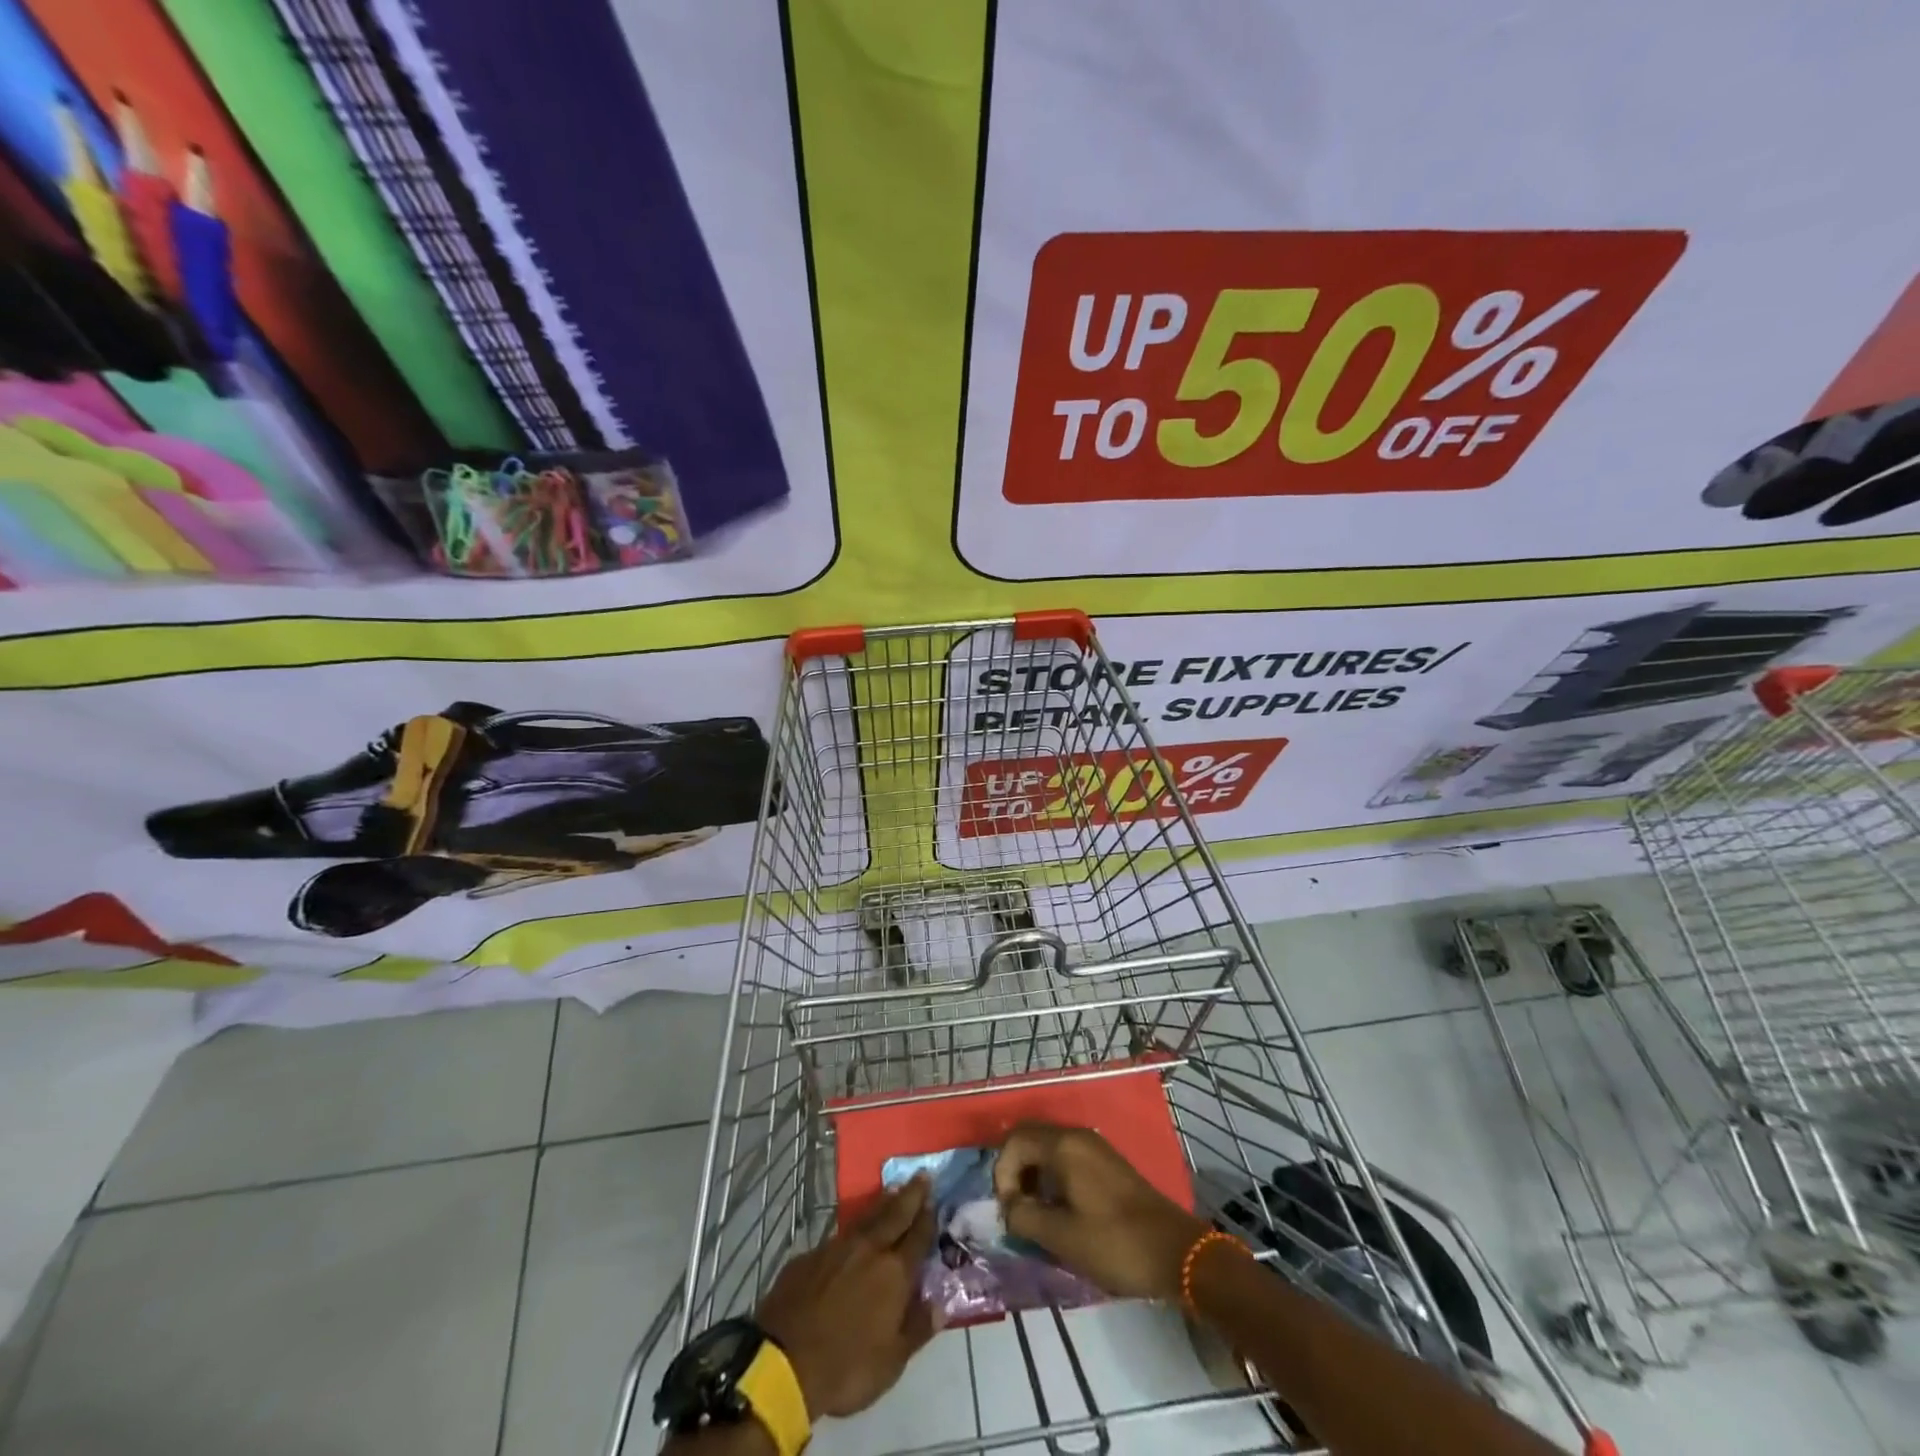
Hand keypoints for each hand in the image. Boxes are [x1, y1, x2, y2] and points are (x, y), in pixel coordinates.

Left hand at [755, 1176, 939, 1419]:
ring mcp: (838, 1248)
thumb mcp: (891, 1362)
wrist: (785, 1361)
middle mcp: (869, 1250)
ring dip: (883, 1202)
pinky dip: (855, 1225)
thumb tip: (941, 1306)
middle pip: (895, 1215)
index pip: (917, 1237)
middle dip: (910, 1195)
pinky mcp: (811, 1255)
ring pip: (867, 1217)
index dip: (928, 1217)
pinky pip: (840, 1234)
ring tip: (893, 1188)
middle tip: (921, 1175)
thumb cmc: (846, 1367)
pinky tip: (855, 1229)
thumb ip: (918, 1329)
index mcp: (894, 1274)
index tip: (935, 1198)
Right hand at [993, 1124, 1209, 1302]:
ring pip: (1048, 1148)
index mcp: (1064, 1145)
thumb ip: (1025, 1216)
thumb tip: (1009, 1207)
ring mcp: (1095, 1147)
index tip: (1009, 1211)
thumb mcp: (1062, 1236)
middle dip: (1015, 1170)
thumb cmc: (1115, 1243)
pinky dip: (1052, 1177)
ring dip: (1033, 1175)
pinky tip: (1058, 1210)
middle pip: (1030, 1138)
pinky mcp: (1106, 1163)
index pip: (1015, 1141)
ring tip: (1034, 1213)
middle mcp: (1077, 1136)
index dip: (1002, 1173)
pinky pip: (1066, 1158)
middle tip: (1015, 1208)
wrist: (1176, 1252)